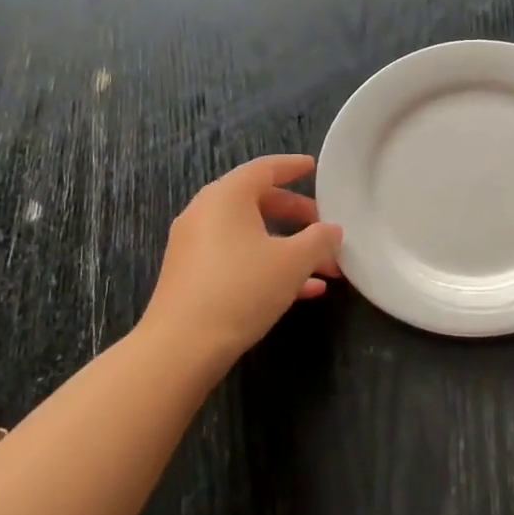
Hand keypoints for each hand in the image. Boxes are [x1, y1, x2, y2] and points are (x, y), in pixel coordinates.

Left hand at [138, 154, 341, 373]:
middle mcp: (206, 213)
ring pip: (251, 235)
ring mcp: (195, 246)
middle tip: (324, 226)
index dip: (292, 167)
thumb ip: (320, 240)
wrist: (181, 347)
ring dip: (289, 246)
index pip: (264, 168)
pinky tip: (303, 291)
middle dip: (297, 215)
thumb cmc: (242, 288)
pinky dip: (268, 265)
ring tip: (324, 267)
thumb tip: (332, 230)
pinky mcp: (192, 276)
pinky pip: (237, 258)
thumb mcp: (294, 261)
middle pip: (258, 201)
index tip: (313, 168)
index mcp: (227, 196)